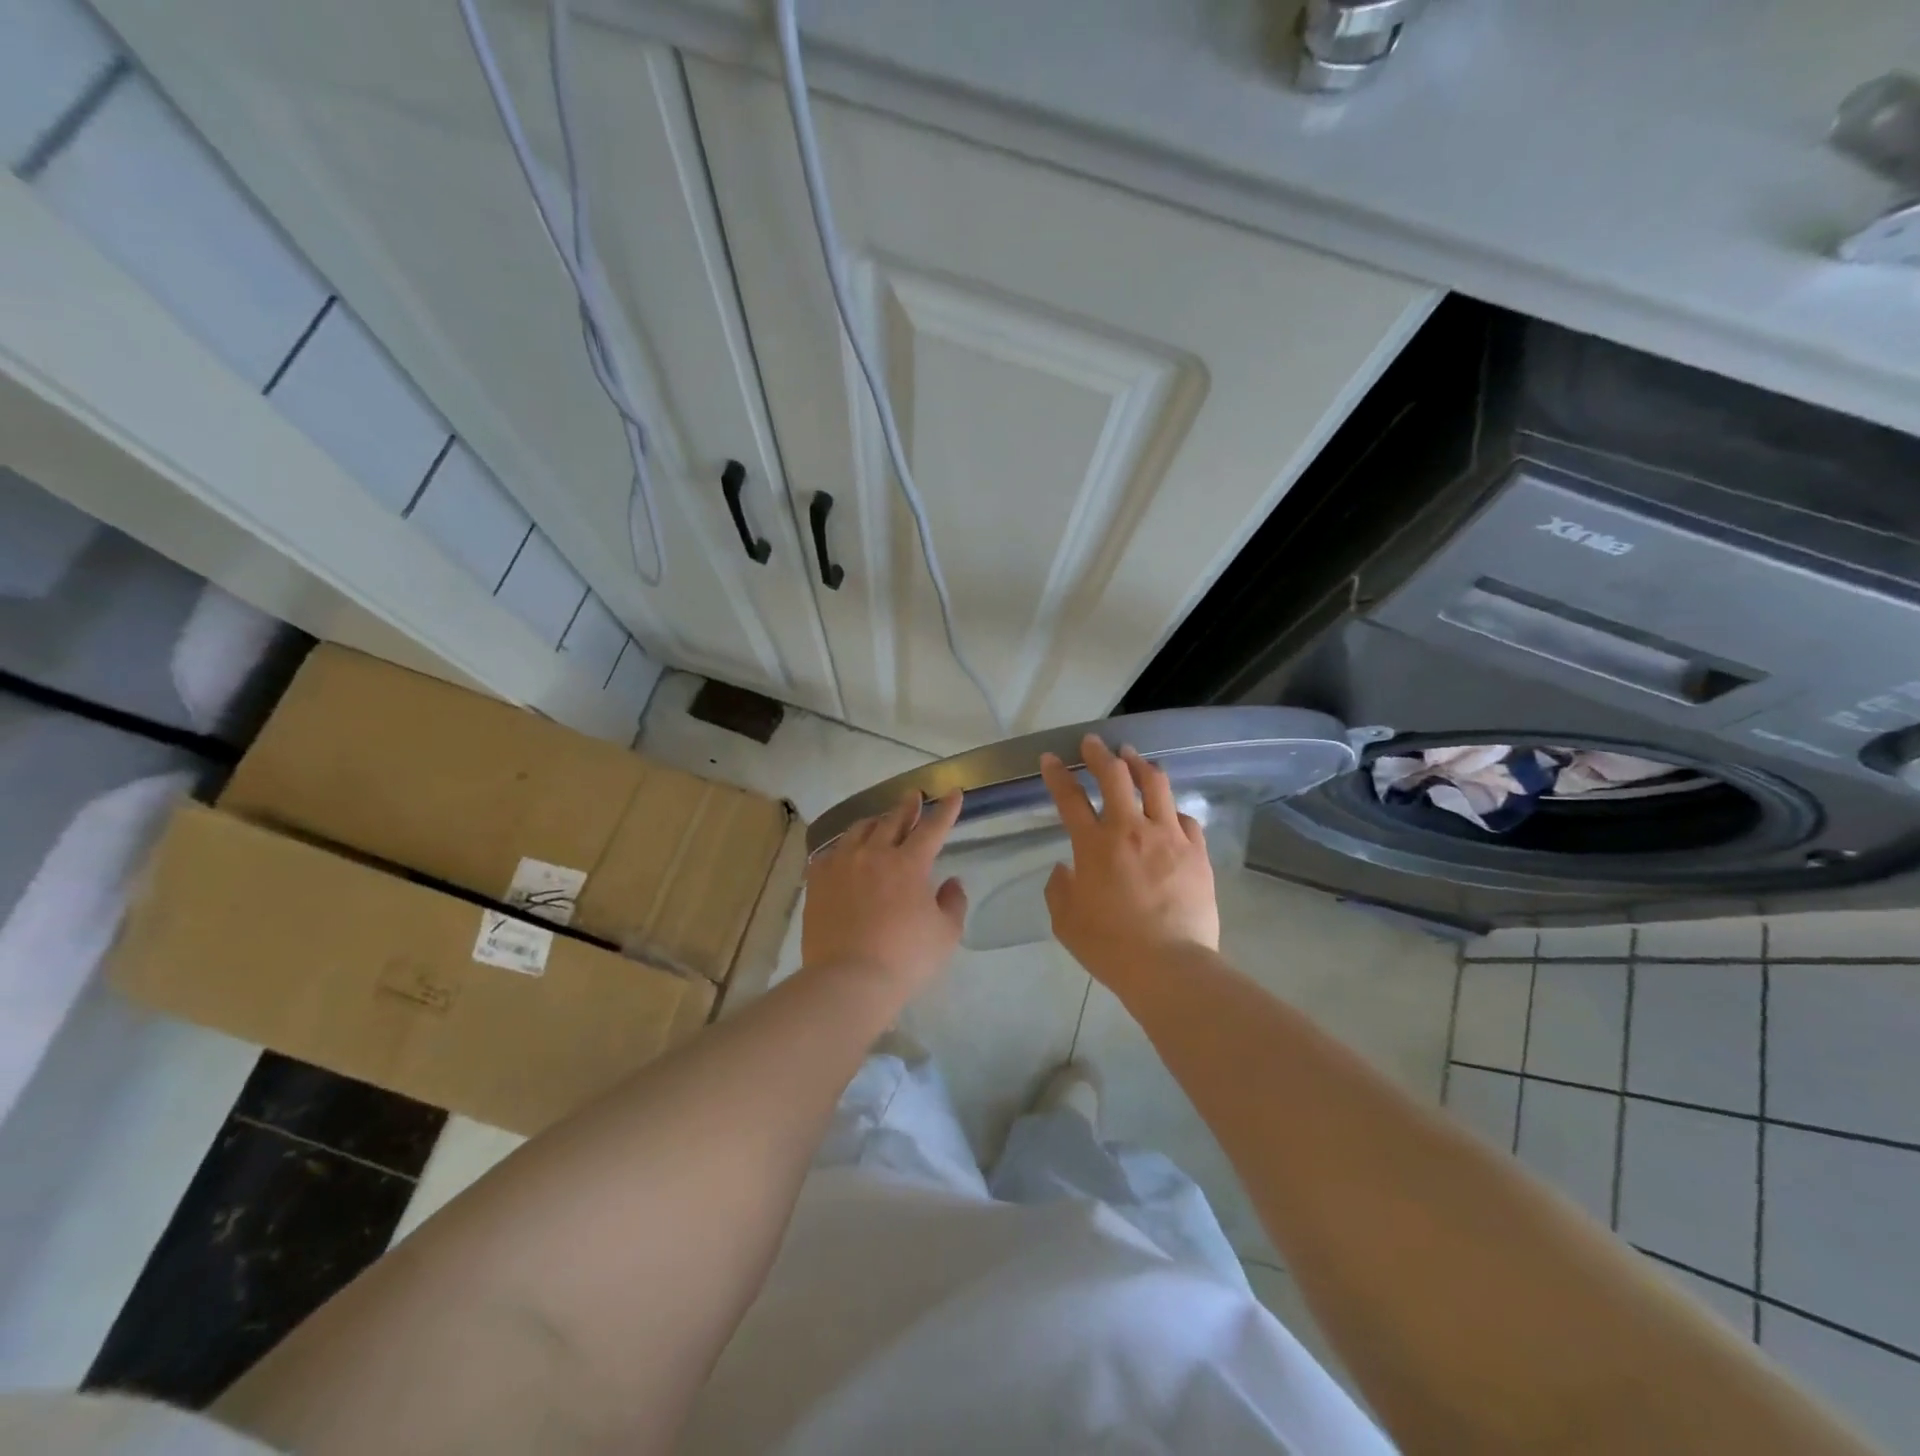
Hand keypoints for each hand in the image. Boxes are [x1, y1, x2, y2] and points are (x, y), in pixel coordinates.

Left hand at [802, 790, 967, 992]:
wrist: (848, 980)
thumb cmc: (905, 959)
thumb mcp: (945, 934)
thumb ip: (953, 903)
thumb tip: (950, 882)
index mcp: (909, 864)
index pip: (932, 827)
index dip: (945, 809)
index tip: (953, 792)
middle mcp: (874, 854)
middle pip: (893, 820)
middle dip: (908, 806)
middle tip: (914, 796)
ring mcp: (842, 864)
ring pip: (859, 830)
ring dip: (875, 821)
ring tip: (880, 820)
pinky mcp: (818, 880)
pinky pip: (831, 852)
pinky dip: (844, 847)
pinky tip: (845, 851)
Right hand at [1041, 736, 1219, 987]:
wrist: (1169, 967)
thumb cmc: (1109, 946)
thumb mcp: (1065, 921)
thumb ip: (1059, 888)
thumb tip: (1065, 868)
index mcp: (1094, 844)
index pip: (1069, 797)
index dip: (1056, 775)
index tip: (1050, 758)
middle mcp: (1131, 829)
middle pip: (1115, 776)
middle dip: (1100, 754)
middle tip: (1093, 743)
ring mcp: (1168, 837)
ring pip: (1156, 785)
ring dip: (1140, 765)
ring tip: (1133, 757)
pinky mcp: (1196, 852)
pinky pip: (1185, 819)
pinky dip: (1172, 809)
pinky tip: (1170, 812)